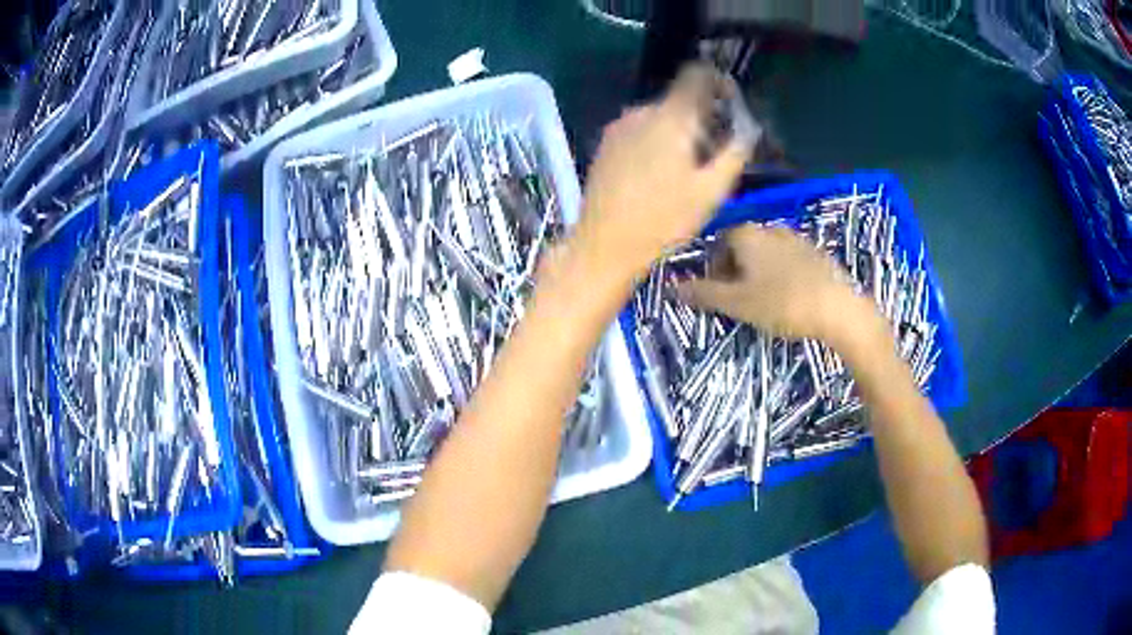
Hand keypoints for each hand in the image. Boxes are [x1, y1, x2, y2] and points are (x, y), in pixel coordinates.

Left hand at [572, 64, 755, 279]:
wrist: (604, 245)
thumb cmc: (664, 220)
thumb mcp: (711, 192)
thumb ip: (734, 154)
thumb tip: (747, 130)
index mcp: (670, 117)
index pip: (696, 75)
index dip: (718, 81)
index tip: (731, 104)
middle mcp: (641, 111)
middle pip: (679, 99)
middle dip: (703, 117)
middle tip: (715, 153)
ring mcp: (618, 126)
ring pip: (660, 116)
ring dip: (680, 131)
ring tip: (688, 170)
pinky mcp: (605, 143)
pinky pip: (641, 129)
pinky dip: (657, 140)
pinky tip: (660, 174)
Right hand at [677, 225, 883, 346]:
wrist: (838, 310)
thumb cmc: (782, 303)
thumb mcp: (737, 303)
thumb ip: (704, 293)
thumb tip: (671, 287)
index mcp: (747, 233)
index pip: (719, 242)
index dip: (714, 268)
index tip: (720, 294)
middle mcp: (770, 228)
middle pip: (742, 245)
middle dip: (736, 270)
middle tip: (741, 300)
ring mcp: (797, 238)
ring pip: (767, 252)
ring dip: (759, 272)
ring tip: (765, 300)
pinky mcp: (817, 253)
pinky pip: (789, 259)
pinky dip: (782, 274)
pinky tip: (790, 297)